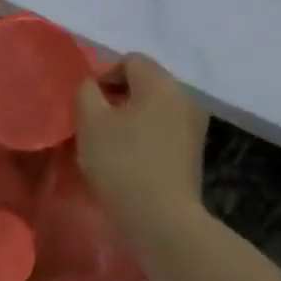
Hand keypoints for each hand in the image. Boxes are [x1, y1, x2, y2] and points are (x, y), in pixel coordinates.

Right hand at [74, 54, 208, 240]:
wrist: (161, 220)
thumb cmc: (122, 163)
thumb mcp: (90, 122)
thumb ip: (86, 92)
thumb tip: (91, 86)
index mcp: (161, 84)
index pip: (130, 60)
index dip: (104, 75)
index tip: (87, 103)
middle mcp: (184, 98)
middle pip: (145, 83)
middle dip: (116, 97)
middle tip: (93, 123)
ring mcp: (194, 126)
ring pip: (153, 108)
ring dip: (129, 119)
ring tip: (108, 144)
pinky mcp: (193, 152)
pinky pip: (163, 130)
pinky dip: (143, 136)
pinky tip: (128, 160)